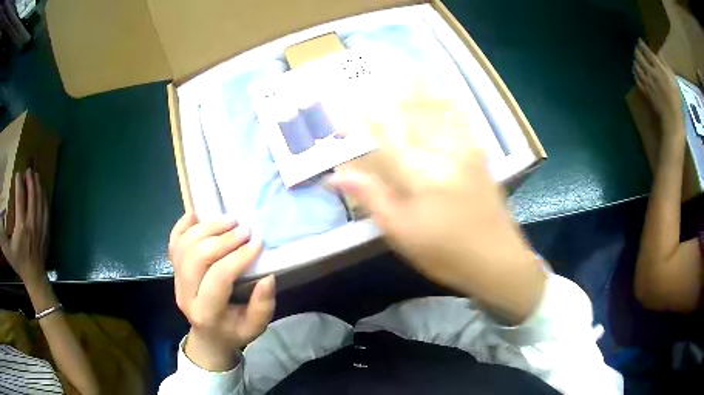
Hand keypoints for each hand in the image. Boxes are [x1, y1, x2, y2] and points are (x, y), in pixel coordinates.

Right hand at [0, 169, 48, 286]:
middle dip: (30, 181)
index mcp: (21, 227)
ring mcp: (41, 227)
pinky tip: (43, 190)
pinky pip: (47, 210)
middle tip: (28, 170)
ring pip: (40, 201)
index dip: (19, 185)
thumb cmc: (19, 263)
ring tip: (36, 175)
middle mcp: (32, 224)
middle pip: (32, 196)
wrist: (34, 277)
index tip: (18, 174)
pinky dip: (44, 198)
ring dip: (38, 186)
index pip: (20, 199)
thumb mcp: (8, 251)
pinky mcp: (46, 231)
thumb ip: (2, 237)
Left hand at [169, 213, 274, 370]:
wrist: (208, 337)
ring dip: (207, 228)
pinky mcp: (173, 270)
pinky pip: (173, 243)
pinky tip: (196, 214)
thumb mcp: (255, 327)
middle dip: (222, 239)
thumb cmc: (234, 331)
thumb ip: (263, 306)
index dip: (239, 257)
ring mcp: (175, 280)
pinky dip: (182, 226)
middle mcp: (185, 294)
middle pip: (197, 257)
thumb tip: (267, 277)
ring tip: (230, 220)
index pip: (219, 277)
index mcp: (206, 312)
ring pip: (184, 245)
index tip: (258, 244)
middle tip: (245, 230)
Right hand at [331, 87, 544, 322]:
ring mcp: (465, 148)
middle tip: (371, 70)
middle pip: (410, 111)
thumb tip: (335, 177)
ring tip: (401, 65)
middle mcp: (442, 151)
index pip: (382, 134)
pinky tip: (439, 88)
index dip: (360, 117)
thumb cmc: (445, 254)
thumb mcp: (401, 234)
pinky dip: (446, 99)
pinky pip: (460, 117)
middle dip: (388, 88)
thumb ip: (371, 198)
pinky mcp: (478, 153)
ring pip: (436, 107)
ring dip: (417, 85)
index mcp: (419, 174)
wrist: (497, 260)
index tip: (343, 104)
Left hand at [633, 39, 683, 130]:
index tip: (639, 40)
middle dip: (637, 51)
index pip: (647, 52)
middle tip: (637, 49)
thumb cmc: (676, 99)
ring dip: (635, 61)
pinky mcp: (645, 92)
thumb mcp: (674, 80)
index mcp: (658, 68)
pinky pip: (637, 80)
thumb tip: (659, 55)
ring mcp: (647, 82)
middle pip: (640, 57)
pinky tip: (636, 72)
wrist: (672, 118)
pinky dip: (635, 74)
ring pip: (637, 67)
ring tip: (635, 59)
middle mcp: (650, 72)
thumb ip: (666, 66)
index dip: (642, 45)